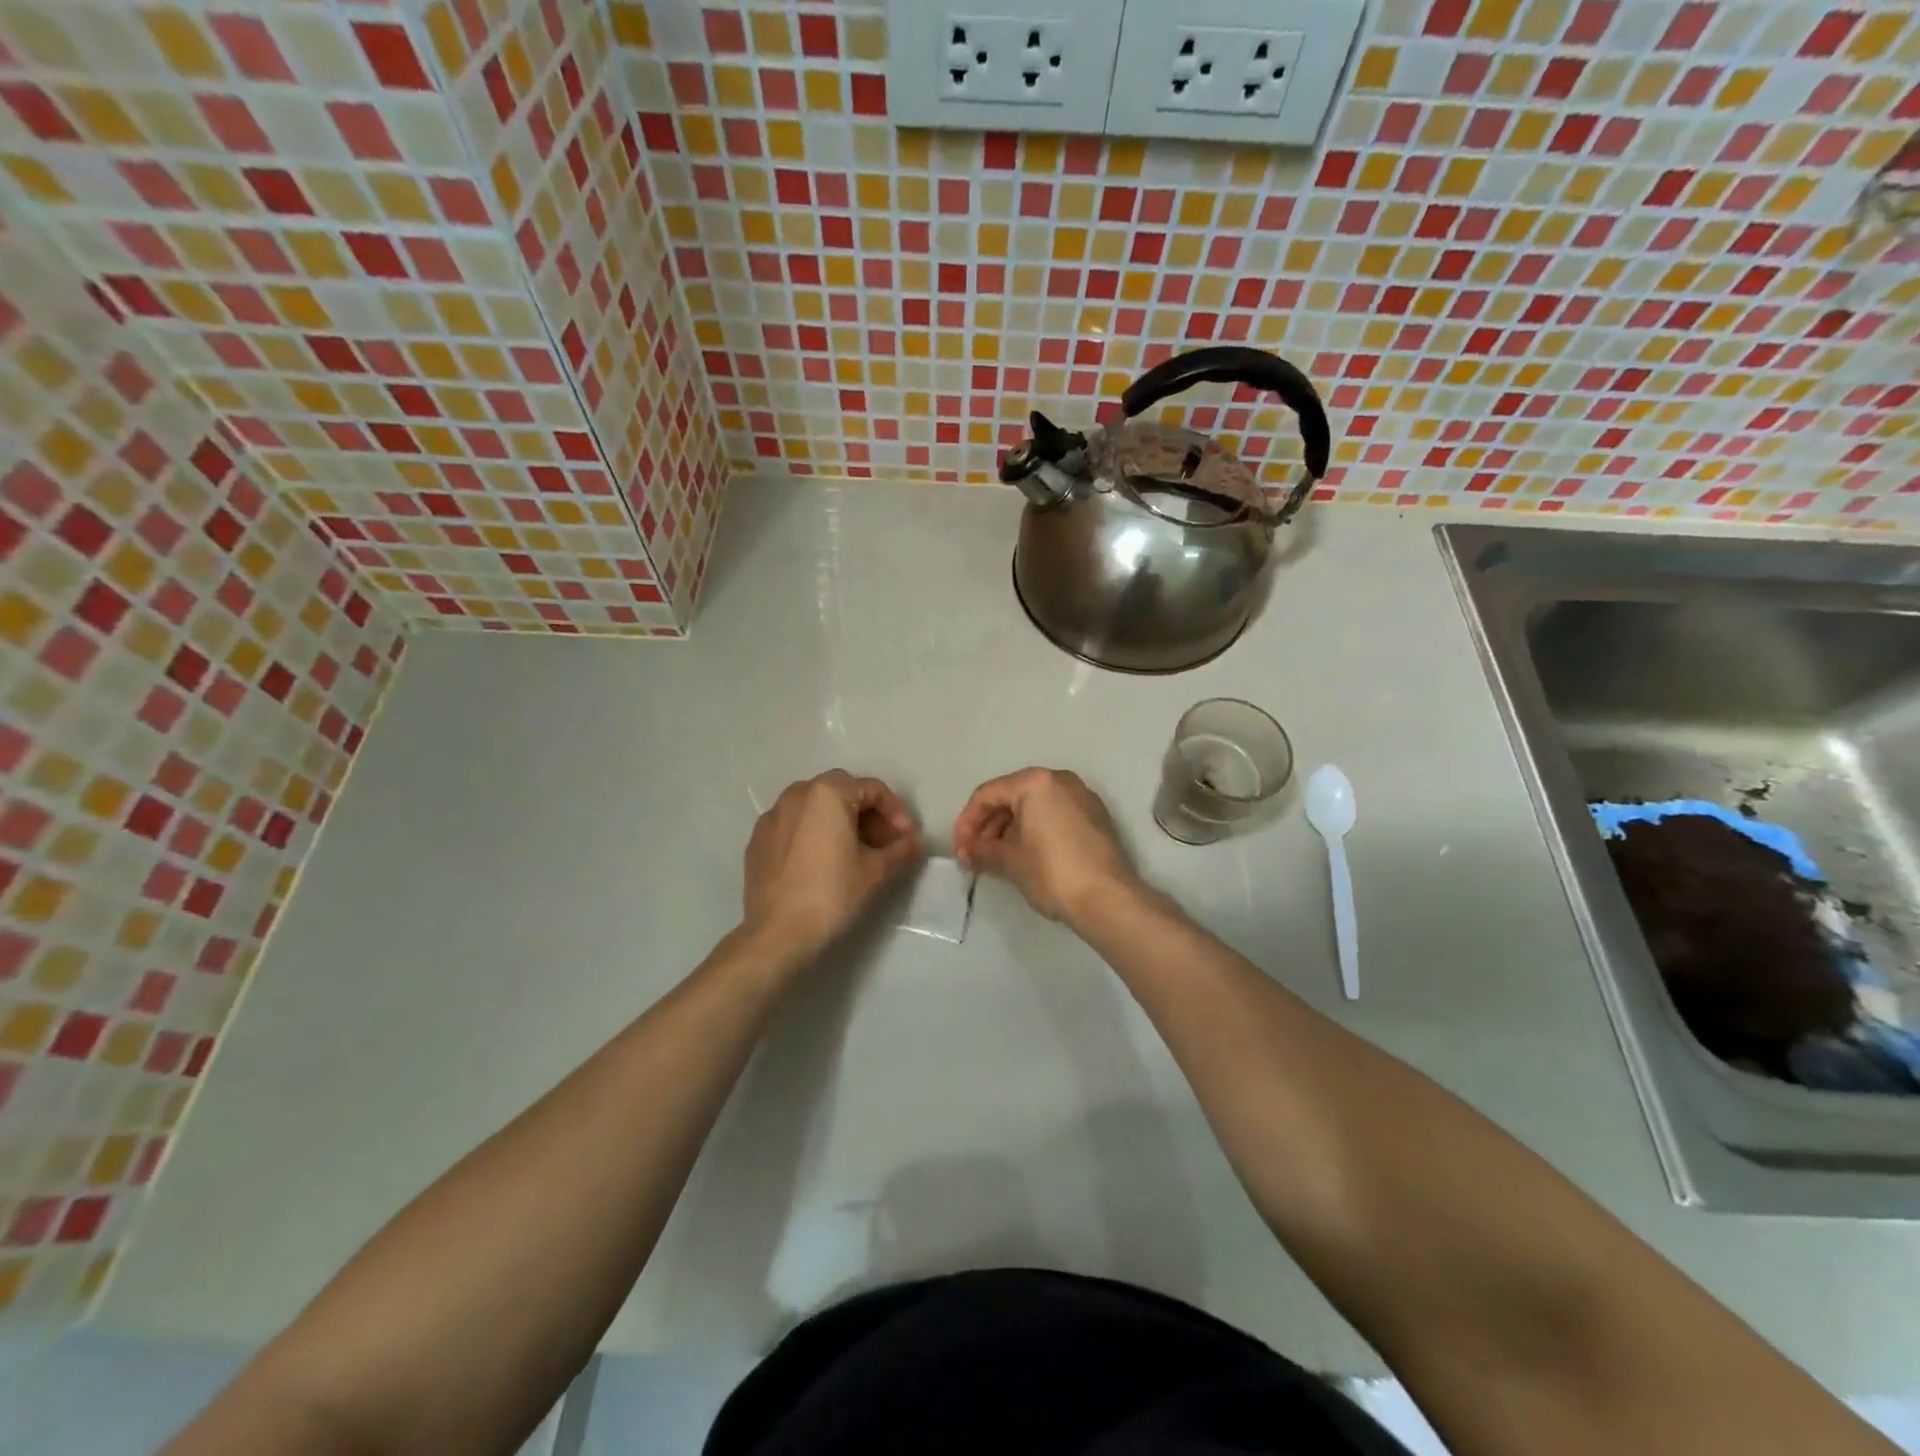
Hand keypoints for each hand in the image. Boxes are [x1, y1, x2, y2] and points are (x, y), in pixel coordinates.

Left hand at [743, 771, 922, 960]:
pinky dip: (813, 832)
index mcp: (828, 793)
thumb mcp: (876, 871)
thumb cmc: (831, 894)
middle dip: (867, 813)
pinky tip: (821, 860)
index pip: (873, 789)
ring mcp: (772, 815)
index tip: (907, 838)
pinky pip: (794, 824)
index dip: (896, 812)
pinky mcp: (757, 838)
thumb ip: (900, 850)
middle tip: (883, 842)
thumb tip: (913, 844)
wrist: (777, 934)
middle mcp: (797, 793)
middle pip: (843, 791)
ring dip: (839, 820)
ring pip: (815, 805)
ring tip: (853, 851)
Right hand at [952, 768, 1139, 924]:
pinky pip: (1055, 815)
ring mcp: (1082, 797)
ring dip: (1010, 829)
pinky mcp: (1096, 817)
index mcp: (1035, 782)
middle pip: (1011, 796)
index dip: (966, 822)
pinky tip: (1025, 855)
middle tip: (975, 856)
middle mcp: (1060, 780)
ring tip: (997, 858)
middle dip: (988, 826)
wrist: (1107, 899)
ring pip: (1034, 806)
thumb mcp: (1009, 861)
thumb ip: (983, 849)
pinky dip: (1035, 830)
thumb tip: (970, 852)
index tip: (960, 851)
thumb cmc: (1051, 872)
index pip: (987, 795)